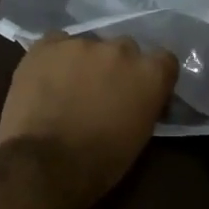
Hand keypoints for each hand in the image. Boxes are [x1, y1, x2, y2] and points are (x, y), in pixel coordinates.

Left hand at [0, 32, 176, 205]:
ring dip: (84, 63)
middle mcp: (121, 50)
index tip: (140, 92)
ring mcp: (82, 44)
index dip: (151, 76)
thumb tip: (138, 98)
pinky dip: (55, 59)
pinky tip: (46, 79)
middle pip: (125, 49)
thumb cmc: (99, 162)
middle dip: (116, 68)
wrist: (45, 164)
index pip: (163, 61)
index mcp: (150, 74)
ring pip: (88, 46)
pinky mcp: (47, 45)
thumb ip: (144, 105)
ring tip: (67, 89)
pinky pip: (56, 43)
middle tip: (102, 92)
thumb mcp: (139, 137)